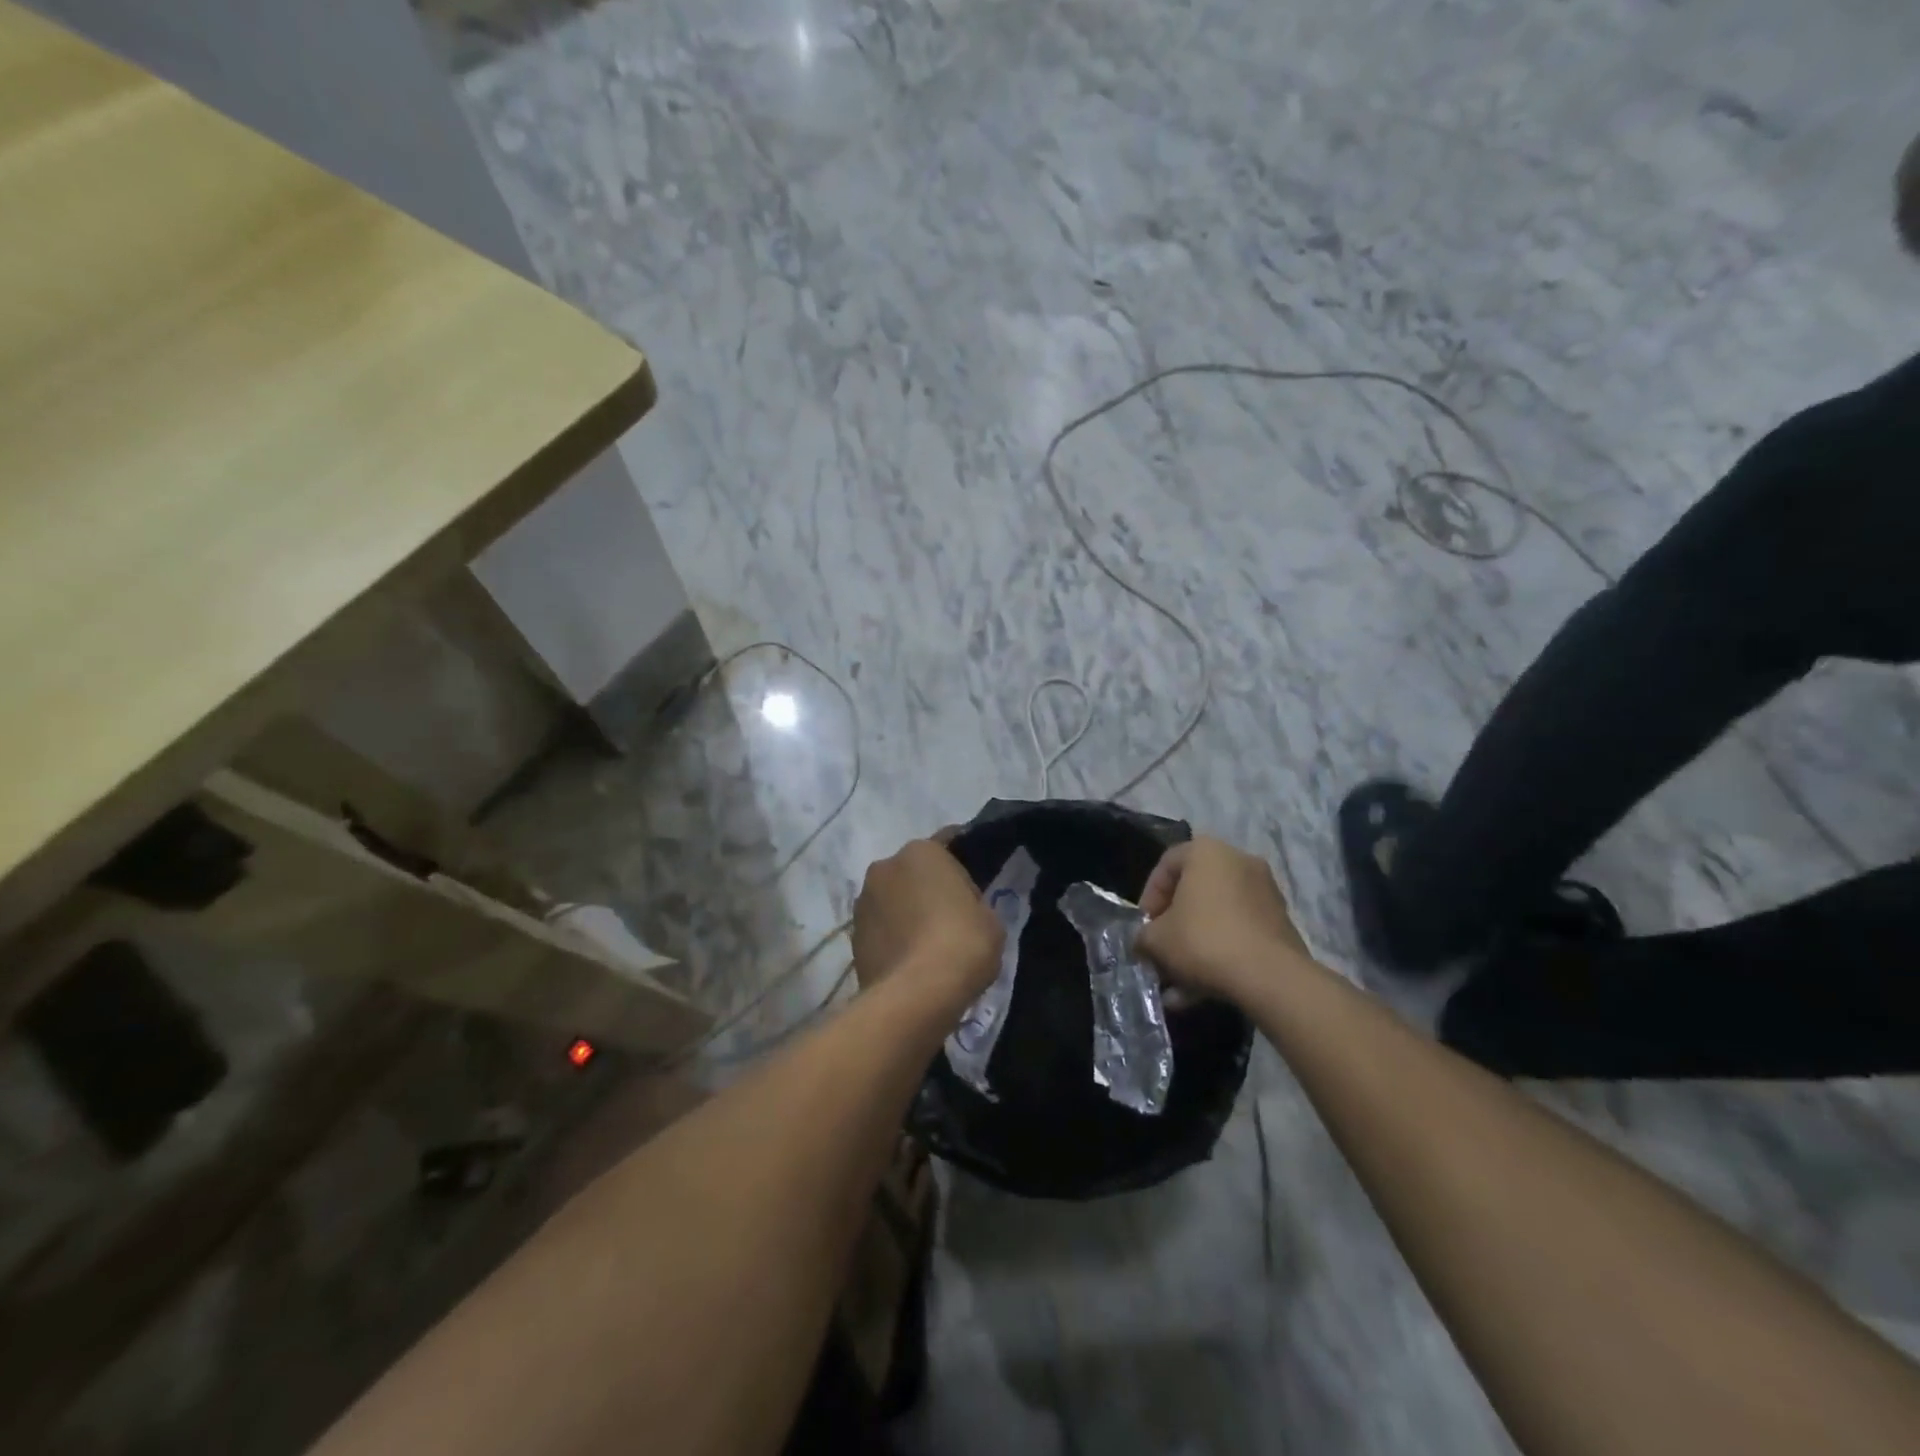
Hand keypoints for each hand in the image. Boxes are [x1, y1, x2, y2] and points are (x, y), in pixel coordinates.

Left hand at [853, 837, 1003, 1002]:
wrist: (915, 995)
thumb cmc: (961, 944)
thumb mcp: (989, 918)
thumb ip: (973, 903)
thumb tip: (961, 909)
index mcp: (921, 851)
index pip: (948, 844)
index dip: (963, 863)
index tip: (975, 884)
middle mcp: (884, 866)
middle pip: (914, 872)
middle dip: (929, 888)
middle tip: (952, 915)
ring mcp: (863, 902)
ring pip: (892, 900)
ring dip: (906, 912)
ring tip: (928, 943)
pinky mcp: (853, 937)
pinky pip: (880, 929)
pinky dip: (893, 938)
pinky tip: (910, 961)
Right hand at [1135, 837, 1308, 1004]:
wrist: (1271, 977)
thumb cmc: (1203, 941)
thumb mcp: (1156, 940)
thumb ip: (1143, 935)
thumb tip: (1144, 942)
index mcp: (1207, 852)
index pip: (1166, 865)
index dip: (1149, 897)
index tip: (1144, 926)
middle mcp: (1240, 862)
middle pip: (1194, 892)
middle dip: (1174, 925)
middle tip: (1161, 951)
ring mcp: (1266, 893)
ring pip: (1218, 917)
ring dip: (1195, 945)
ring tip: (1178, 982)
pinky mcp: (1281, 923)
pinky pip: (1240, 933)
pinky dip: (1220, 954)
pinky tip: (1202, 990)